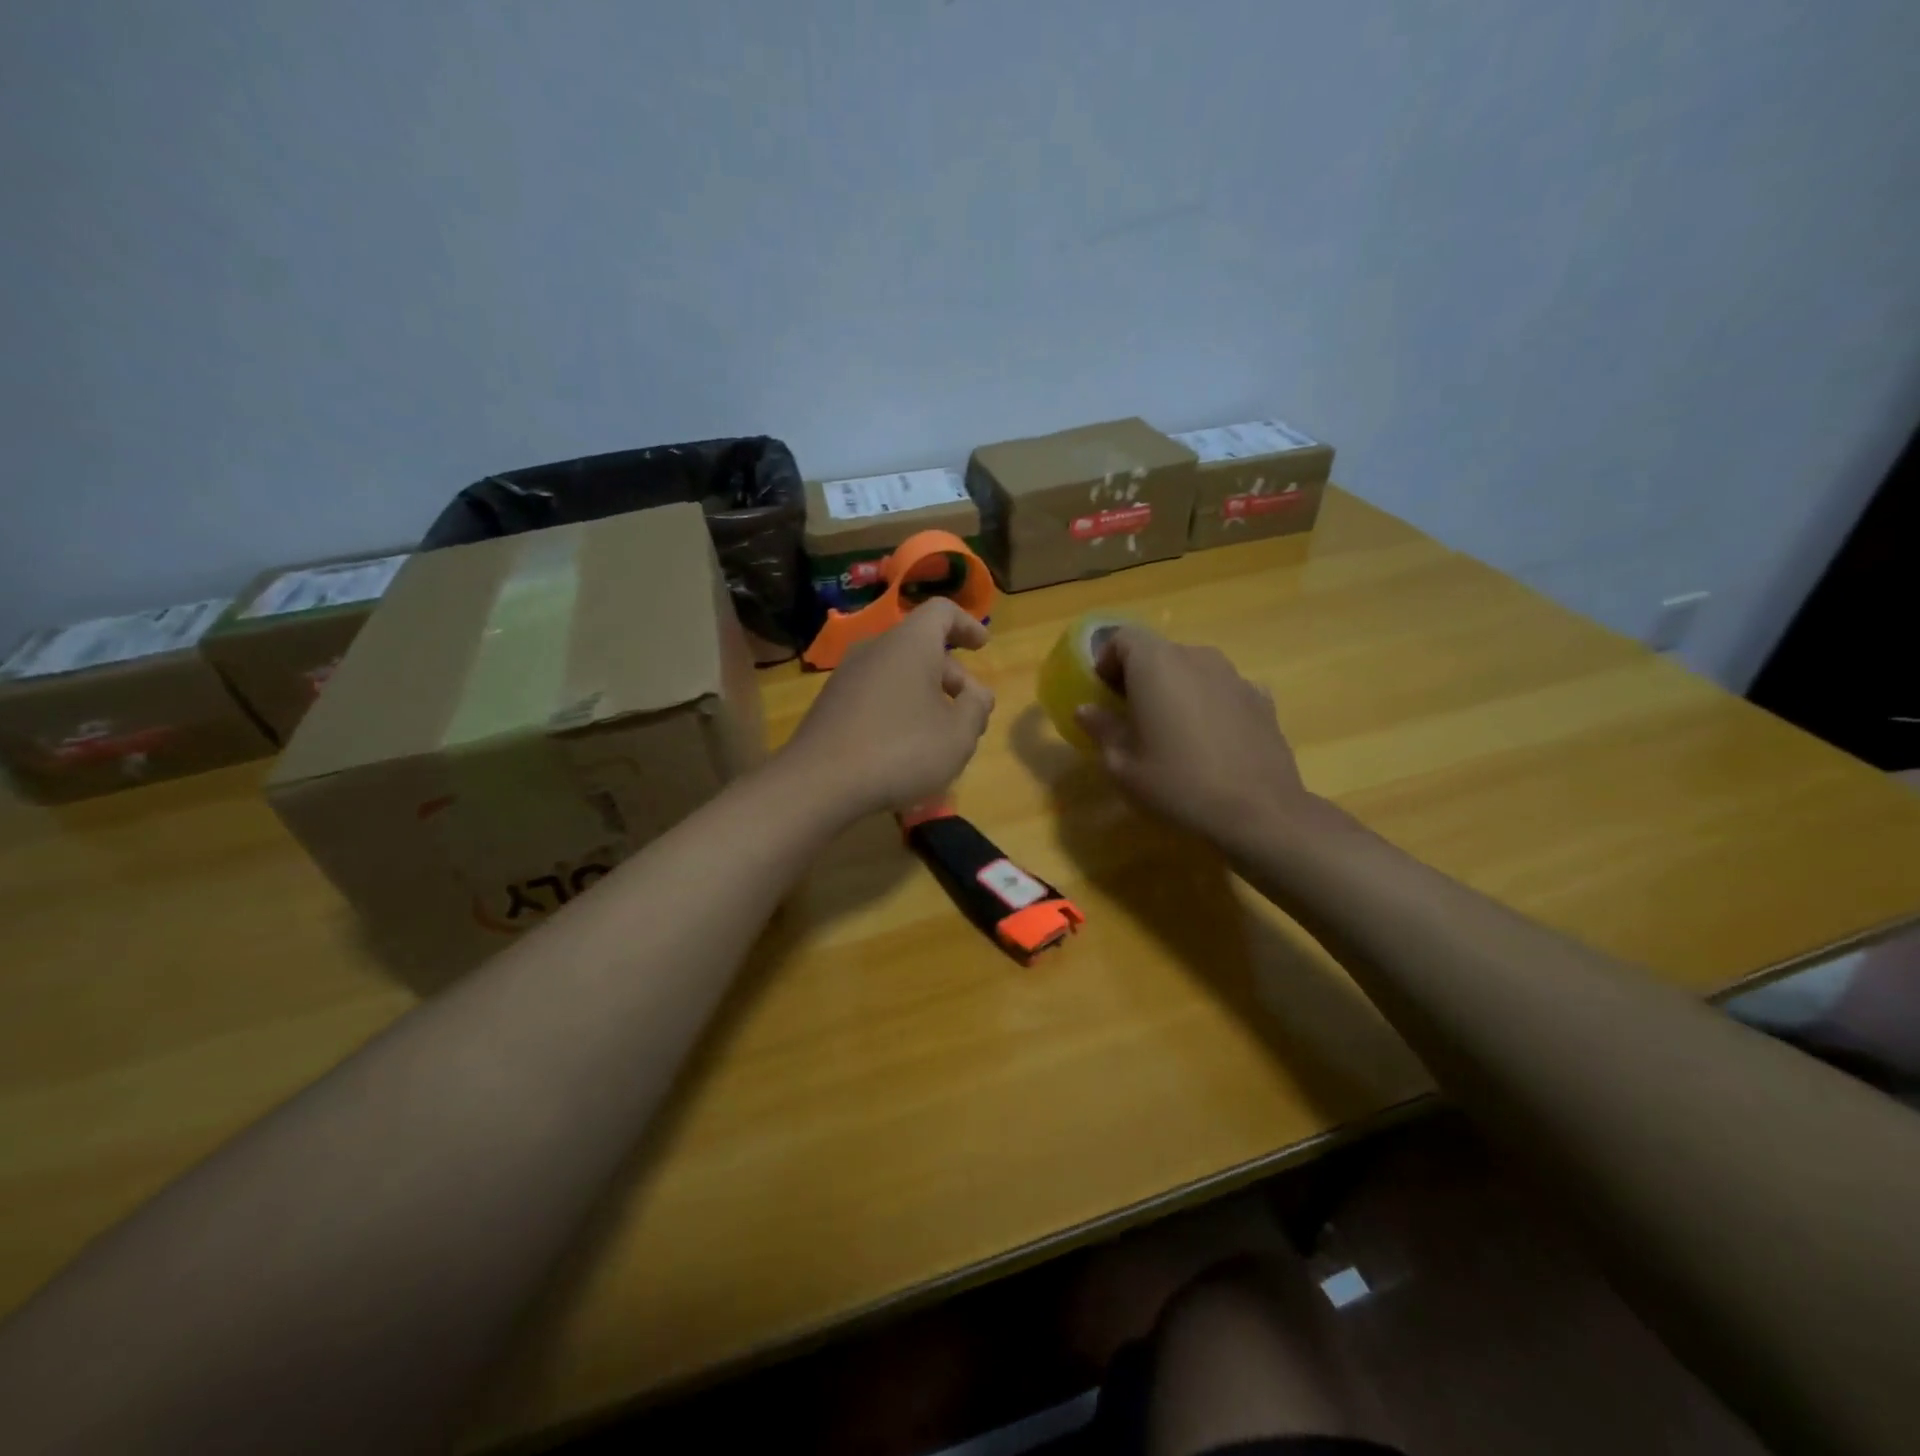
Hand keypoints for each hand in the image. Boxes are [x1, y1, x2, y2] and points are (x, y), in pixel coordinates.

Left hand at [782, 599, 995, 818]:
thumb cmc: (901, 751)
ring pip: (898, 674)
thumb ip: (976, 708)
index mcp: (910, 643)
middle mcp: (875, 649)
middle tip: (972, 712)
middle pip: (922, 648)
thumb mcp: (958, 735)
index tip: (982, 646)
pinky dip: (900, 710)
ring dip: (926, 696)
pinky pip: (876, 695)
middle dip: (953, 677)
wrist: (819, 783)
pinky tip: (907, 748)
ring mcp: (847, 676)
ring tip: (943, 737)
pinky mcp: (831, 705)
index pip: (942, 611)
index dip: (967, 624)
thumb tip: (976, 694)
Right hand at [1075, 627, 1318, 847]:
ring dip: (1176, 689)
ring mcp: (1235, 676)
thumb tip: (1086, 710)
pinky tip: (1210, 741)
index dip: (1107, 661)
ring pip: (1193, 670)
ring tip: (1173, 731)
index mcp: (1157, 664)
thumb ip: (1102, 729)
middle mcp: (1197, 657)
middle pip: (1159, 652)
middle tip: (1131, 717)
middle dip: (1140, 677)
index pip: (1123, 637)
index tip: (1102, 694)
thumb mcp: (1122, 765)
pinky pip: (1223, 690)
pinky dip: (1209, 704)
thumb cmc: (1177, 784)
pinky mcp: (1262, 699)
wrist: (1259, 813)